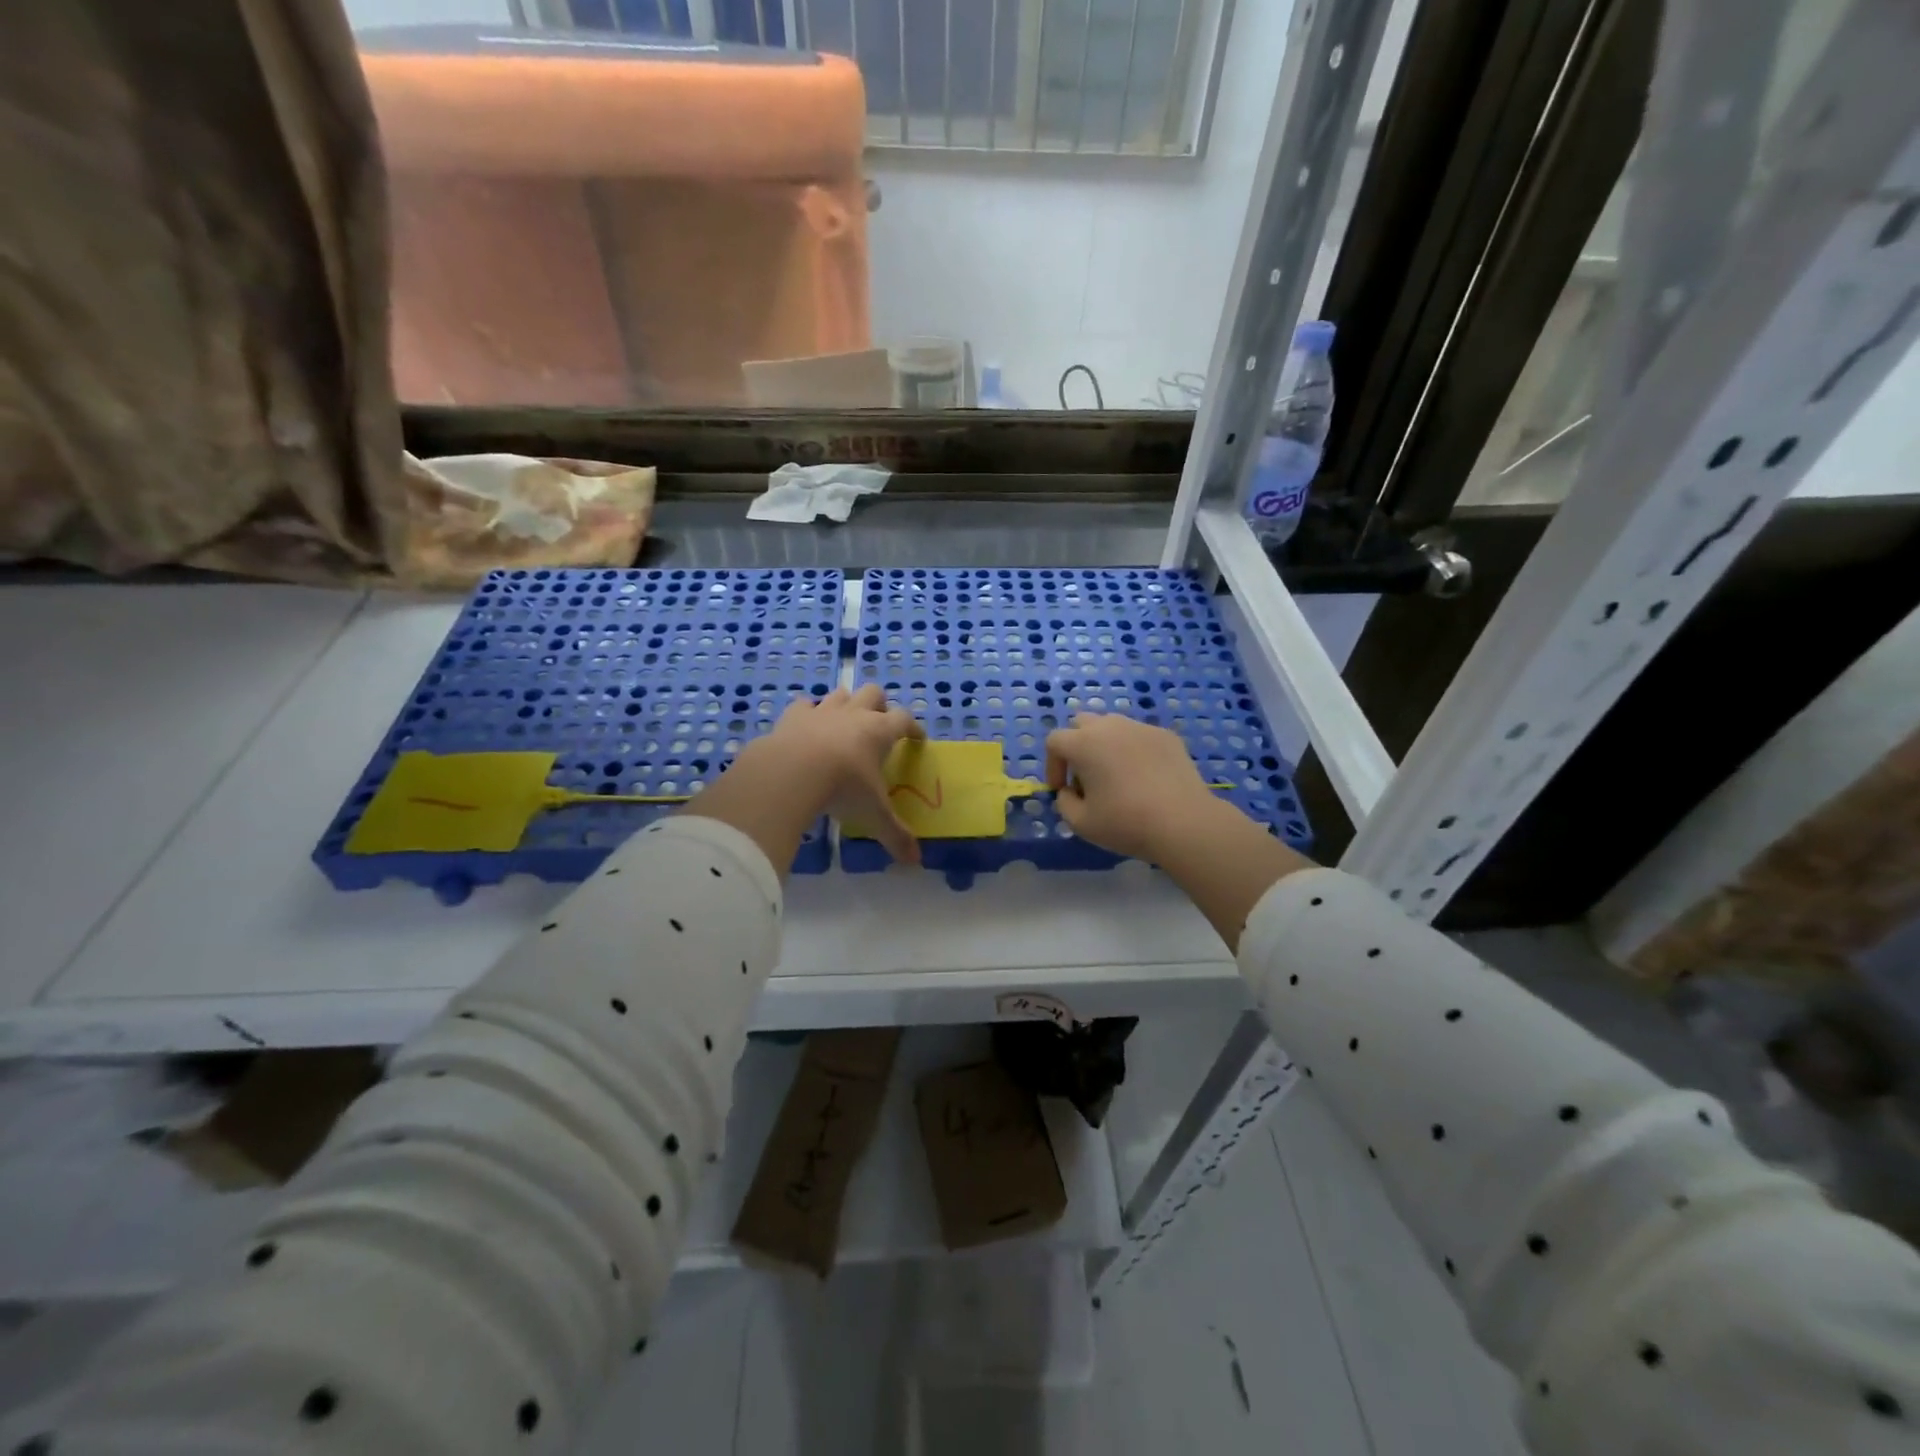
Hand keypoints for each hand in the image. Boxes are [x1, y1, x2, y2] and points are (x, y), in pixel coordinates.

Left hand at [694, 684, 923, 871]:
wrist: (791, 772)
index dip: (913, 727)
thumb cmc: (843, 787)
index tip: (916, 738)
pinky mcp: (792, 716)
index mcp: (879, 731)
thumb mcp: (873, 814)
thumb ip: (895, 835)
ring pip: (840, 693)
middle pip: (874, 693)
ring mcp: (822, 711)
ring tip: (844, 722)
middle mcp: (854, 714)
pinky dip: (807, 712)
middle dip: (879, 704)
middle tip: (879, 724)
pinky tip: (807, 725)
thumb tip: (915, 861)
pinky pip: (803, 705)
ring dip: (846, 703)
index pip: (905, 720)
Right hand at [1045, 713, 1217, 860]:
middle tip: (1085, 776)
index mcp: (1084, 743)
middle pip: (1081, 724)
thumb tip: (1069, 791)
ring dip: (1104, 744)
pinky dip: (1133, 750)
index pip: (1055, 741)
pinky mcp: (1166, 735)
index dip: (1052, 765)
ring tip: (1115, 774)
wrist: (1183, 822)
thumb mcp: (1080, 823)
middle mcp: (1110, 726)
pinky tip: (1145, 777)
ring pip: (1112, 726)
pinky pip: (1139, 736)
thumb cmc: (1125, 822)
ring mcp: (1140, 727)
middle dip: (1076, 747)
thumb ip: (1064, 802)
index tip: (1062, 790)